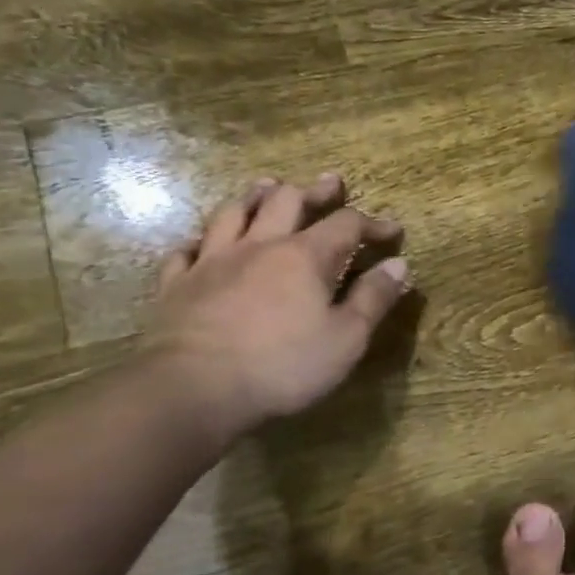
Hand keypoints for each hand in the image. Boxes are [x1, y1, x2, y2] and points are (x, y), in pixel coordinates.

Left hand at [146, 173, 409, 436]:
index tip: (392, 231)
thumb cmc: (283, 365)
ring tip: (267, 187)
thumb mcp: (347, 338)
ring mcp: (212, 263)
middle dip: (314, 192)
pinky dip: (201, 240)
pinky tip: (204, 242)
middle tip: (330, 184)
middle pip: (286, 202)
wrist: (191, 389)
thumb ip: (374, 298)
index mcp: (305, 257)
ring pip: (233, 213)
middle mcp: (259, 247)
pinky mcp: (176, 286)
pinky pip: (185, 250)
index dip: (372, 224)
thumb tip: (398, 265)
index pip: (346, 224)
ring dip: (255, 197)